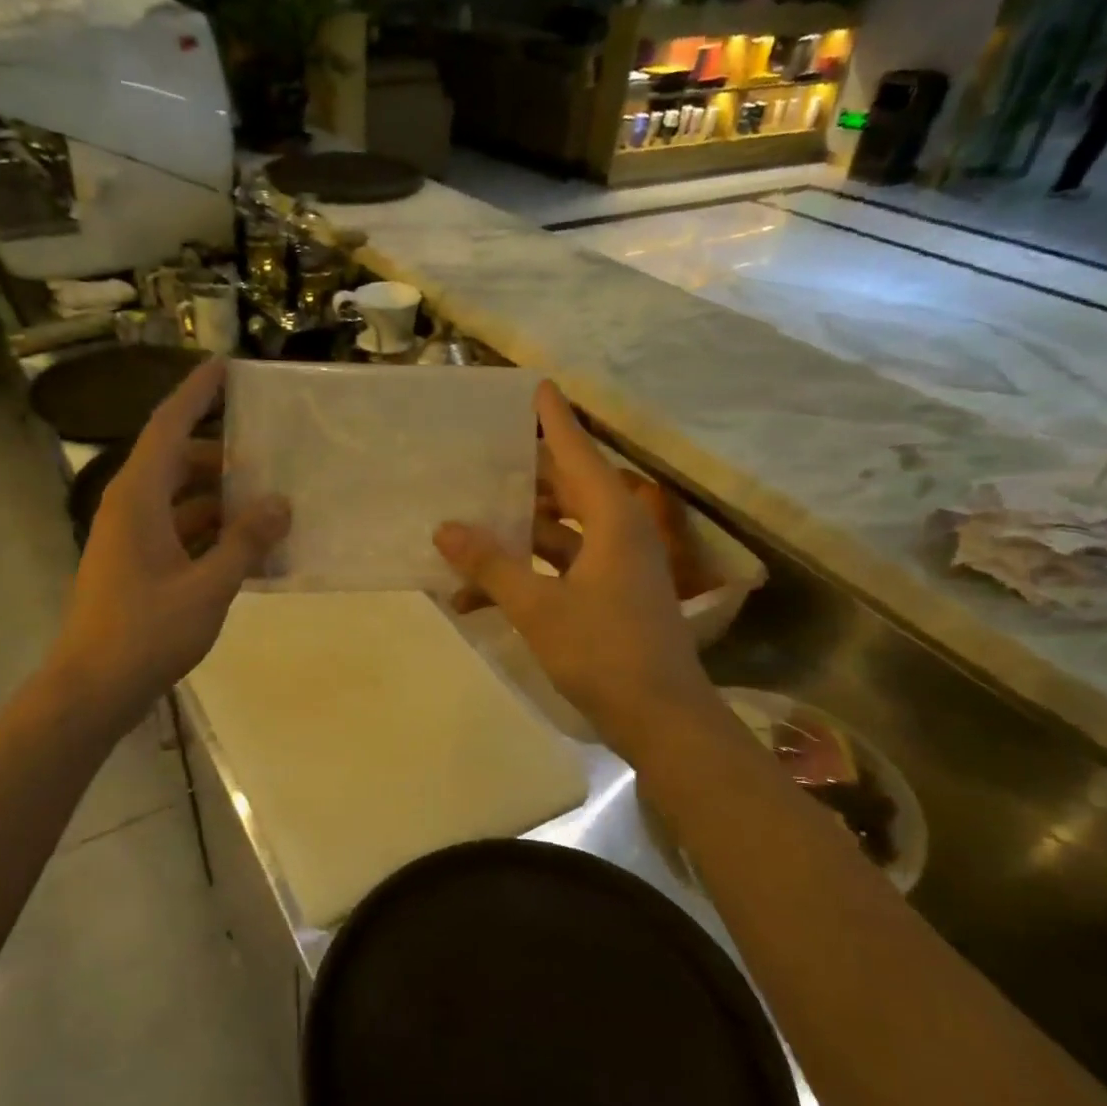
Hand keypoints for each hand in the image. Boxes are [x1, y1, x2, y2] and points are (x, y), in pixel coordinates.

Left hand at [55, 359, 288, 716]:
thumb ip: (245, 542)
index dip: (197, 394)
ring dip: (223, 501)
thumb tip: (280, 503)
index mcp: (139, 497)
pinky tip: (250, 550)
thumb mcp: (208, 587)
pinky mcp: (138, 565)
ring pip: (182, 500)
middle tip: (273, 456)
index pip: (169, 425)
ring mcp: (132, 538)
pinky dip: (213, 534)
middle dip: (224, 457)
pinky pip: (180, 533)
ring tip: (271, 506)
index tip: (226, 367)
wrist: (94, 687)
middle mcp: (131, 507)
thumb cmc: (146, 632)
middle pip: (179, 462)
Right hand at [435, 382, 713, 760]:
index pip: (577, 451)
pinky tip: (473, 598)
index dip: (553, 420)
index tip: (534, 386)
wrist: (662, 719)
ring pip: (555, 534)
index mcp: (612, 519)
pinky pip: (558, 571)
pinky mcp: (607, 596)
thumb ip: (490, 565)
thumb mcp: (538, 607)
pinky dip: (523, 577)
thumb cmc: (604, 651)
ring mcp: (614, 567)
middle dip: (520, 479)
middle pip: (564, 489)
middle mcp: (617, 532)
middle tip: (477, 461)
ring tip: (460, 533)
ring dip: (511, 538)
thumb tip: (445, 527)